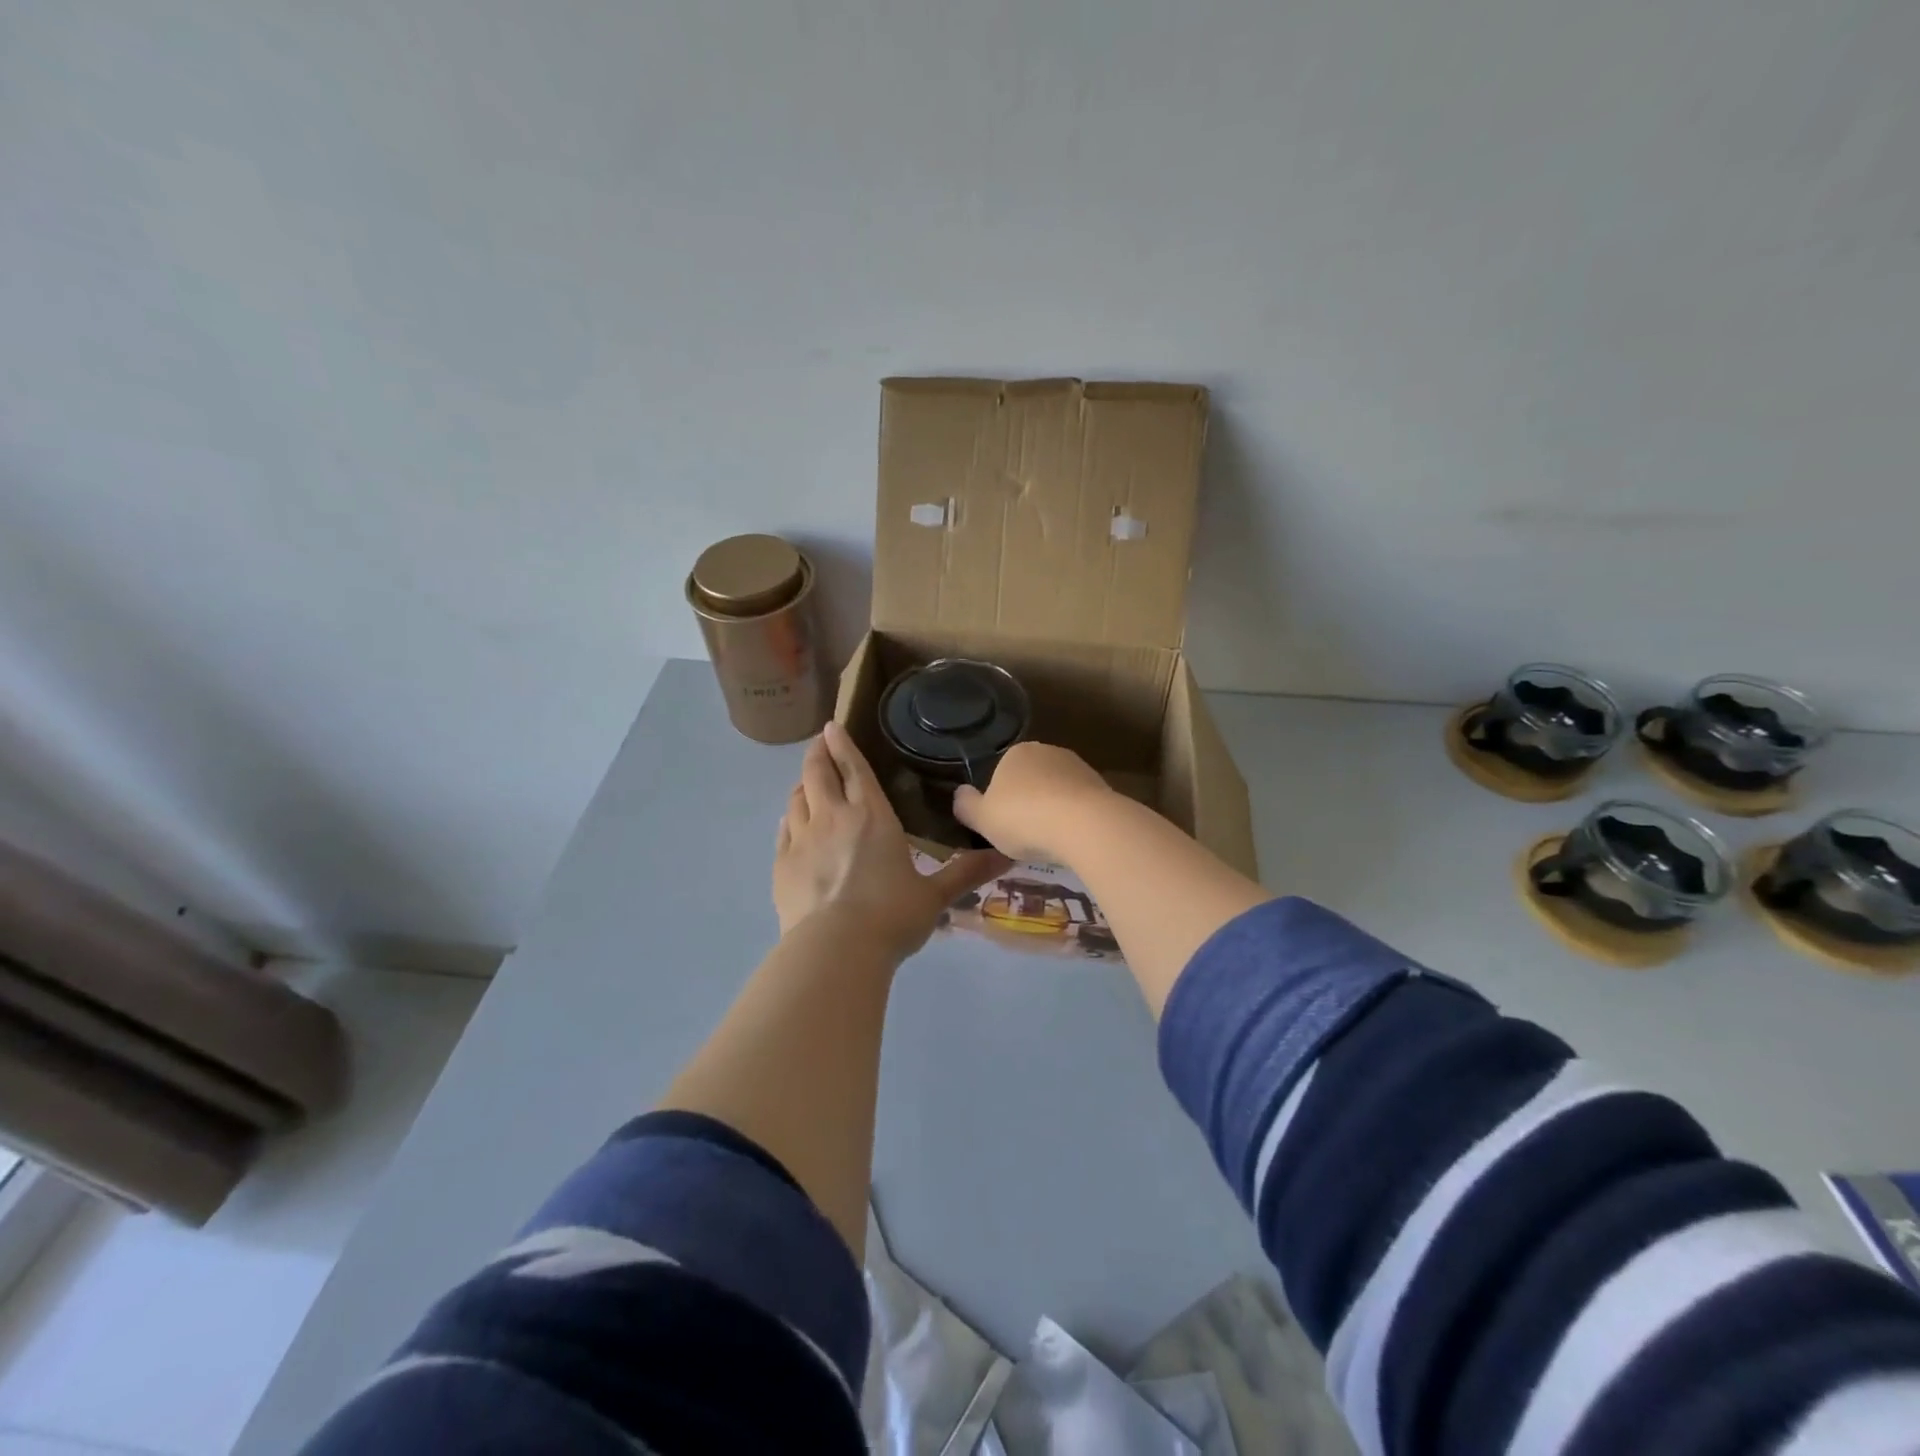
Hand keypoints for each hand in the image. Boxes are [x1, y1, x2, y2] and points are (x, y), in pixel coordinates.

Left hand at [775, 721, 1011, 960]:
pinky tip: (790, 820)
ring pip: (797, 798)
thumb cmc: (891, 916)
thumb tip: (1009, 855)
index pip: (855, 769)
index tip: (832, 727)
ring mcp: (802, 839)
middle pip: (818, 774)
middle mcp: (833, 817)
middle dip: (818, 754)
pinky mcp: (782, 864)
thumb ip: (967, 872)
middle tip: (818, 743)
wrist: (835, 949)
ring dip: (802, 784)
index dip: (843, 745)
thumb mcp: (935, 896)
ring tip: (807, 781)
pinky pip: (783, 829)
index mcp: (872, 816)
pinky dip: (789, 817)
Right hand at [952, 742, 1114, 863]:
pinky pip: (1080, 804)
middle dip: (1028, 803)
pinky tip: (1073, 839)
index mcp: (1015, 753)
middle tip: (1025, 836)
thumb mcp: (982, 819)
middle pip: (1031, 780)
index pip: (1002, 773)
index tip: (1002, 825)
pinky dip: (1074, 819)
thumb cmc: (1024, 819)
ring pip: (1057, 791)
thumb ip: (966, 805)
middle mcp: (1048, 751)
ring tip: (1050, 842)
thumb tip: (959, 794)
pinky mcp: (1102, 785)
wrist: (1085, 825)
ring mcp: (1078, 766)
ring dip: (1053, 811)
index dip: (1000, 800)